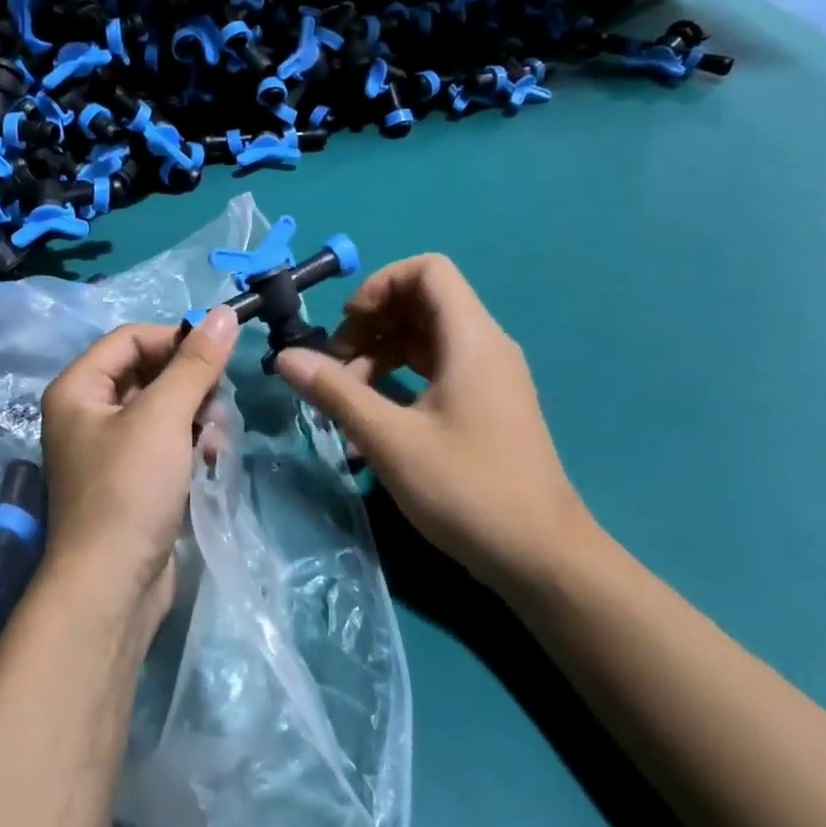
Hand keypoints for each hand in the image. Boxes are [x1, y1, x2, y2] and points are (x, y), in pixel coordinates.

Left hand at [39, 306, 239, 616]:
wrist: (111, 585)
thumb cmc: (129, 489)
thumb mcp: (164, 417)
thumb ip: (195, 363)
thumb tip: (224, 313)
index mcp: (78, 388)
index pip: (131, 338)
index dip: (175, 340)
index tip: (218, 356)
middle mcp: (88, 413)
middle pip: (149, 372)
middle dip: (190, 385)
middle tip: (217, 404)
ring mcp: (110, 448)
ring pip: (163, 408)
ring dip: (196, 416)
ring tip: (214, 439)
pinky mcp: (132, 479)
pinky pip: (166, 442)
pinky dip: (189, 444)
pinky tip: (210, 459)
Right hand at [274, 255, 595, 584]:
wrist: (540, 556)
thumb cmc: (465, 488)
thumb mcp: (389, 438)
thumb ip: (335, 391)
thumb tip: (285, 357)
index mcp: (471, 338)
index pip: (428, 270)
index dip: (380, 285)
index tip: (347, 325)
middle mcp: (486, 346)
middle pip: (422, 304)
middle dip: (371, 327)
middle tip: (336, 370)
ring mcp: (490, 379)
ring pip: (426, 342)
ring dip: (381, 359)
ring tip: (347, 402)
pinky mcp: (487, 408)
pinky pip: (438, 374)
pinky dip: (401, 384)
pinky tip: (371, 425)